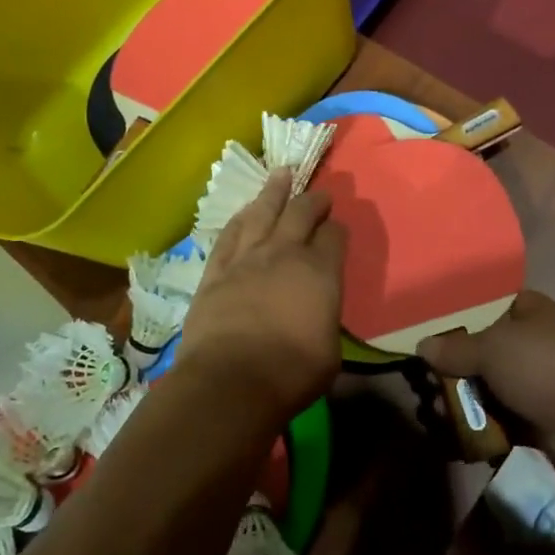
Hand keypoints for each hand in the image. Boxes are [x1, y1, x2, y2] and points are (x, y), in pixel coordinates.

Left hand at [179, 169, 346, 422]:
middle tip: (319, 193)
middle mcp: (284, 254)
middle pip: (300, 213)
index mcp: (320, 271)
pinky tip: (244, 211)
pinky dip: (239, 219)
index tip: (338, 229)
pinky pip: (228, 235)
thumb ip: (326, 319)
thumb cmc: (291, 372)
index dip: (338, 230)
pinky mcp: (215, 272)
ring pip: (262, 212)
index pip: (334, 236)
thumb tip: (317, 314)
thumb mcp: (330, 351)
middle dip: (313, 200)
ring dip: (274, 191)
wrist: (230, 381)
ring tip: (281, 174)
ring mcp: (246, 259)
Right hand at [418, 291, 554, 478]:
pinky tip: (452, 436)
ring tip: (432, 413)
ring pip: (489, 389)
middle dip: (453, 369)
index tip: (428, 333)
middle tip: (423, 382)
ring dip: (462, 403)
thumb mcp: (492, 348)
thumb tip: (422, 345)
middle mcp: (534, 344)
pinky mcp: (538, 421)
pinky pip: (500, 421)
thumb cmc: (545, 367)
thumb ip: (455, 348)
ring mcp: (537, 384)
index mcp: (530, 312)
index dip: (458, 317)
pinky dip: (479, 428)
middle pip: (483, 352)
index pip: (488, 306)